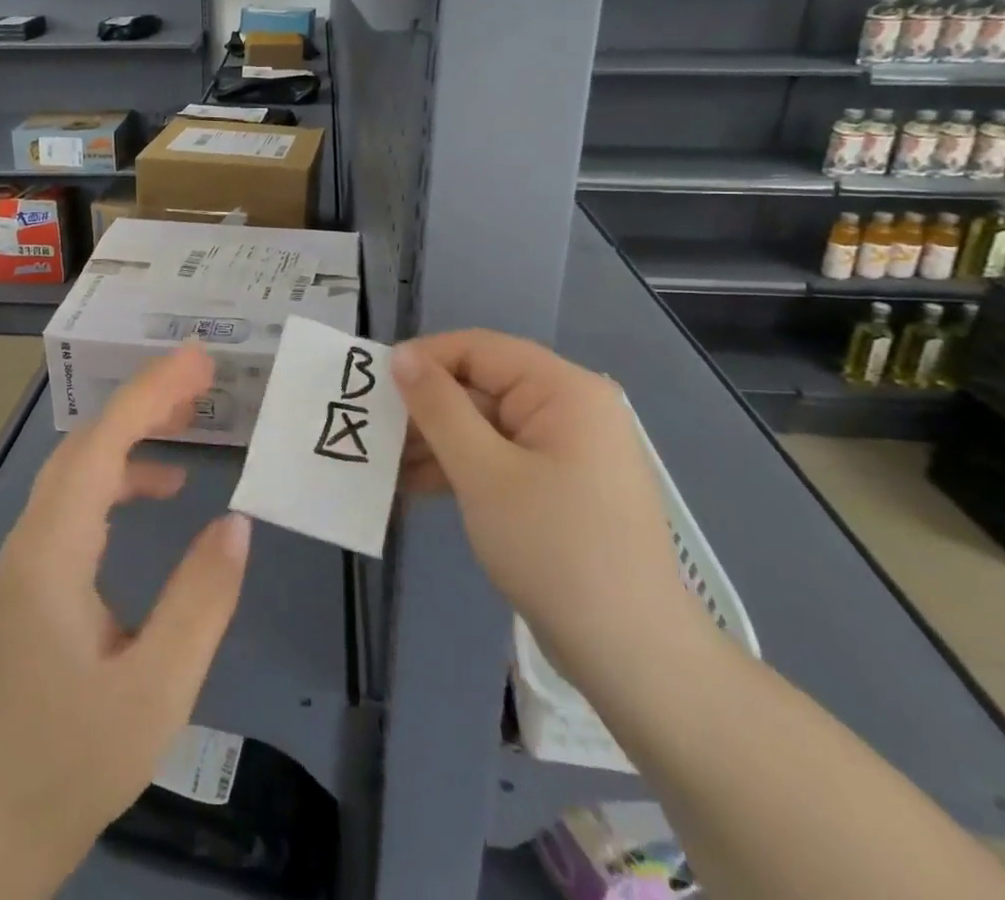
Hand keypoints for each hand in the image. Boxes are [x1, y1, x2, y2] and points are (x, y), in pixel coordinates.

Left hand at [0, 345, 251, 872]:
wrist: (2, 815)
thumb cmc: (78, 753)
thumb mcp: (157, 685)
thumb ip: (200, 598)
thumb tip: (237, 521)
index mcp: (54, 549)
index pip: (102, 443)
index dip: (150, 393)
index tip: (198, 360)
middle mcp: (34, 533)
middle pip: (89, 440)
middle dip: (145, 398)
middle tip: (204, 377)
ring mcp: (32, 550)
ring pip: (82, 462)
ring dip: (134, 429)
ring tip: (190, 416)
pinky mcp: (41, 568)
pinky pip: (83, 494)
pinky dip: (123, 471)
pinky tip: (164, 487)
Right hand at [393, 331, 703, 686]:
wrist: (632, 657)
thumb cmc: (555, 549)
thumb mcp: (483, 472)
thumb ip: (438, 407)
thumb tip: (400, 355)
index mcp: (563, 389)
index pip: (479, 349)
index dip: (424, 360)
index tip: (373, 386)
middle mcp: (569, 408)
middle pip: (481, 387)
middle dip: (425, 410)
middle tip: (372, 433)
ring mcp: (566, 450)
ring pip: (485, 426)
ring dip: (436, 444)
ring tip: (382, 467)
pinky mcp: (559, 486)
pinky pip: (500, 459)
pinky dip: (461, 470)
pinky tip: (413, 488)